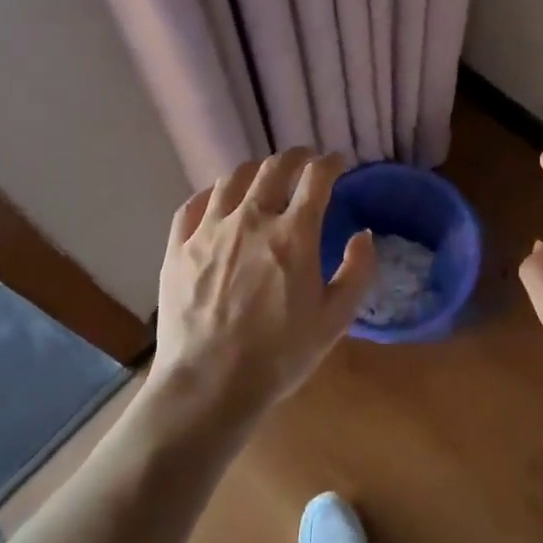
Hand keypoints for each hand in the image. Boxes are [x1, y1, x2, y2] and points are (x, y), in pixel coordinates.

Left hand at [151, 148, 377, 415]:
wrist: (208, 386)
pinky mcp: (178, 247)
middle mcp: (251, 219)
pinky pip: (193, 205)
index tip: (337, 161)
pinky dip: (211, 194)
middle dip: (295, 157)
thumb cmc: (279, 356)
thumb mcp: (335, 320)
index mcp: (293, 235)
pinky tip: (217, 199)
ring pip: (232, 179)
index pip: (316, 178)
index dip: (330, 163)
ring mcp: (210, 230)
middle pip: (274, 168)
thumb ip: (357, 272)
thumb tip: (363, 235)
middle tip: (304, 159)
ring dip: (255, 170)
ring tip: (263, 175)